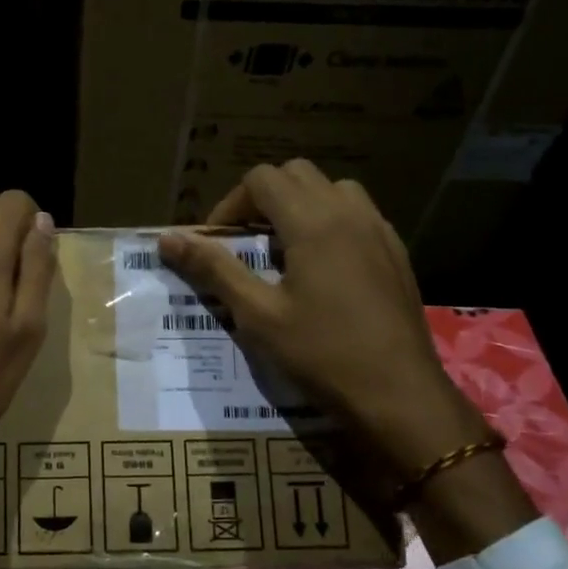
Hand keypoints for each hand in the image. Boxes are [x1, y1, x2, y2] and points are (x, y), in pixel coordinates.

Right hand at [158, 160, 484, 483]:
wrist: (399, 394)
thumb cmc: (322, 354)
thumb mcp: (257, 315)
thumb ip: (214, 269)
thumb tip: (168, 238)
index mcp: (312, 222)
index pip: (262, 179)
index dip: (231, 204)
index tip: (219, 243)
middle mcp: (349, 213)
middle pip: (296, 174)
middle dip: (263, 198)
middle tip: (247, 242)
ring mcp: (379, 230)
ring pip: (332, 189)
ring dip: (301, 205)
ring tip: (285, 249)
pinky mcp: (396, 252)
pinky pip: (358, 214)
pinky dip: (331, 222)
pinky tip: (323, 269)